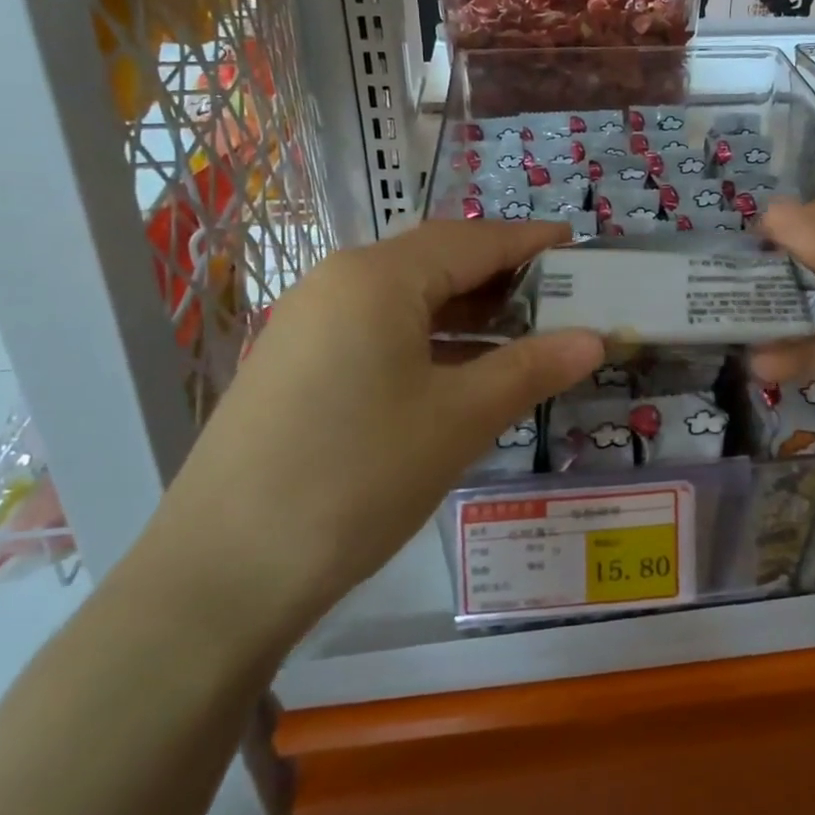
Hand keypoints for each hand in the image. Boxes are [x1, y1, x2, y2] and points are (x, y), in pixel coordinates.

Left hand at [145, 222, 603, 652]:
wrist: (221, 574)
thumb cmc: (358, 477)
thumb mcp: (458, 419)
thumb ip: (531, 368)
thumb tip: (594, 340)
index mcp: (378, 277)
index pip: (473, 240)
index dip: (530, 242)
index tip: (579, 245)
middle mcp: (339, 282)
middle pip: (437, 262)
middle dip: (501, 277)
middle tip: (560, 298)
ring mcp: (309, 322)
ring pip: (406, 299)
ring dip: (466, 312)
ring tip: (523, 336)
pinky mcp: (295, 363)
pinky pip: (377, 330)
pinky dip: (428, 340)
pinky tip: (459, 373)